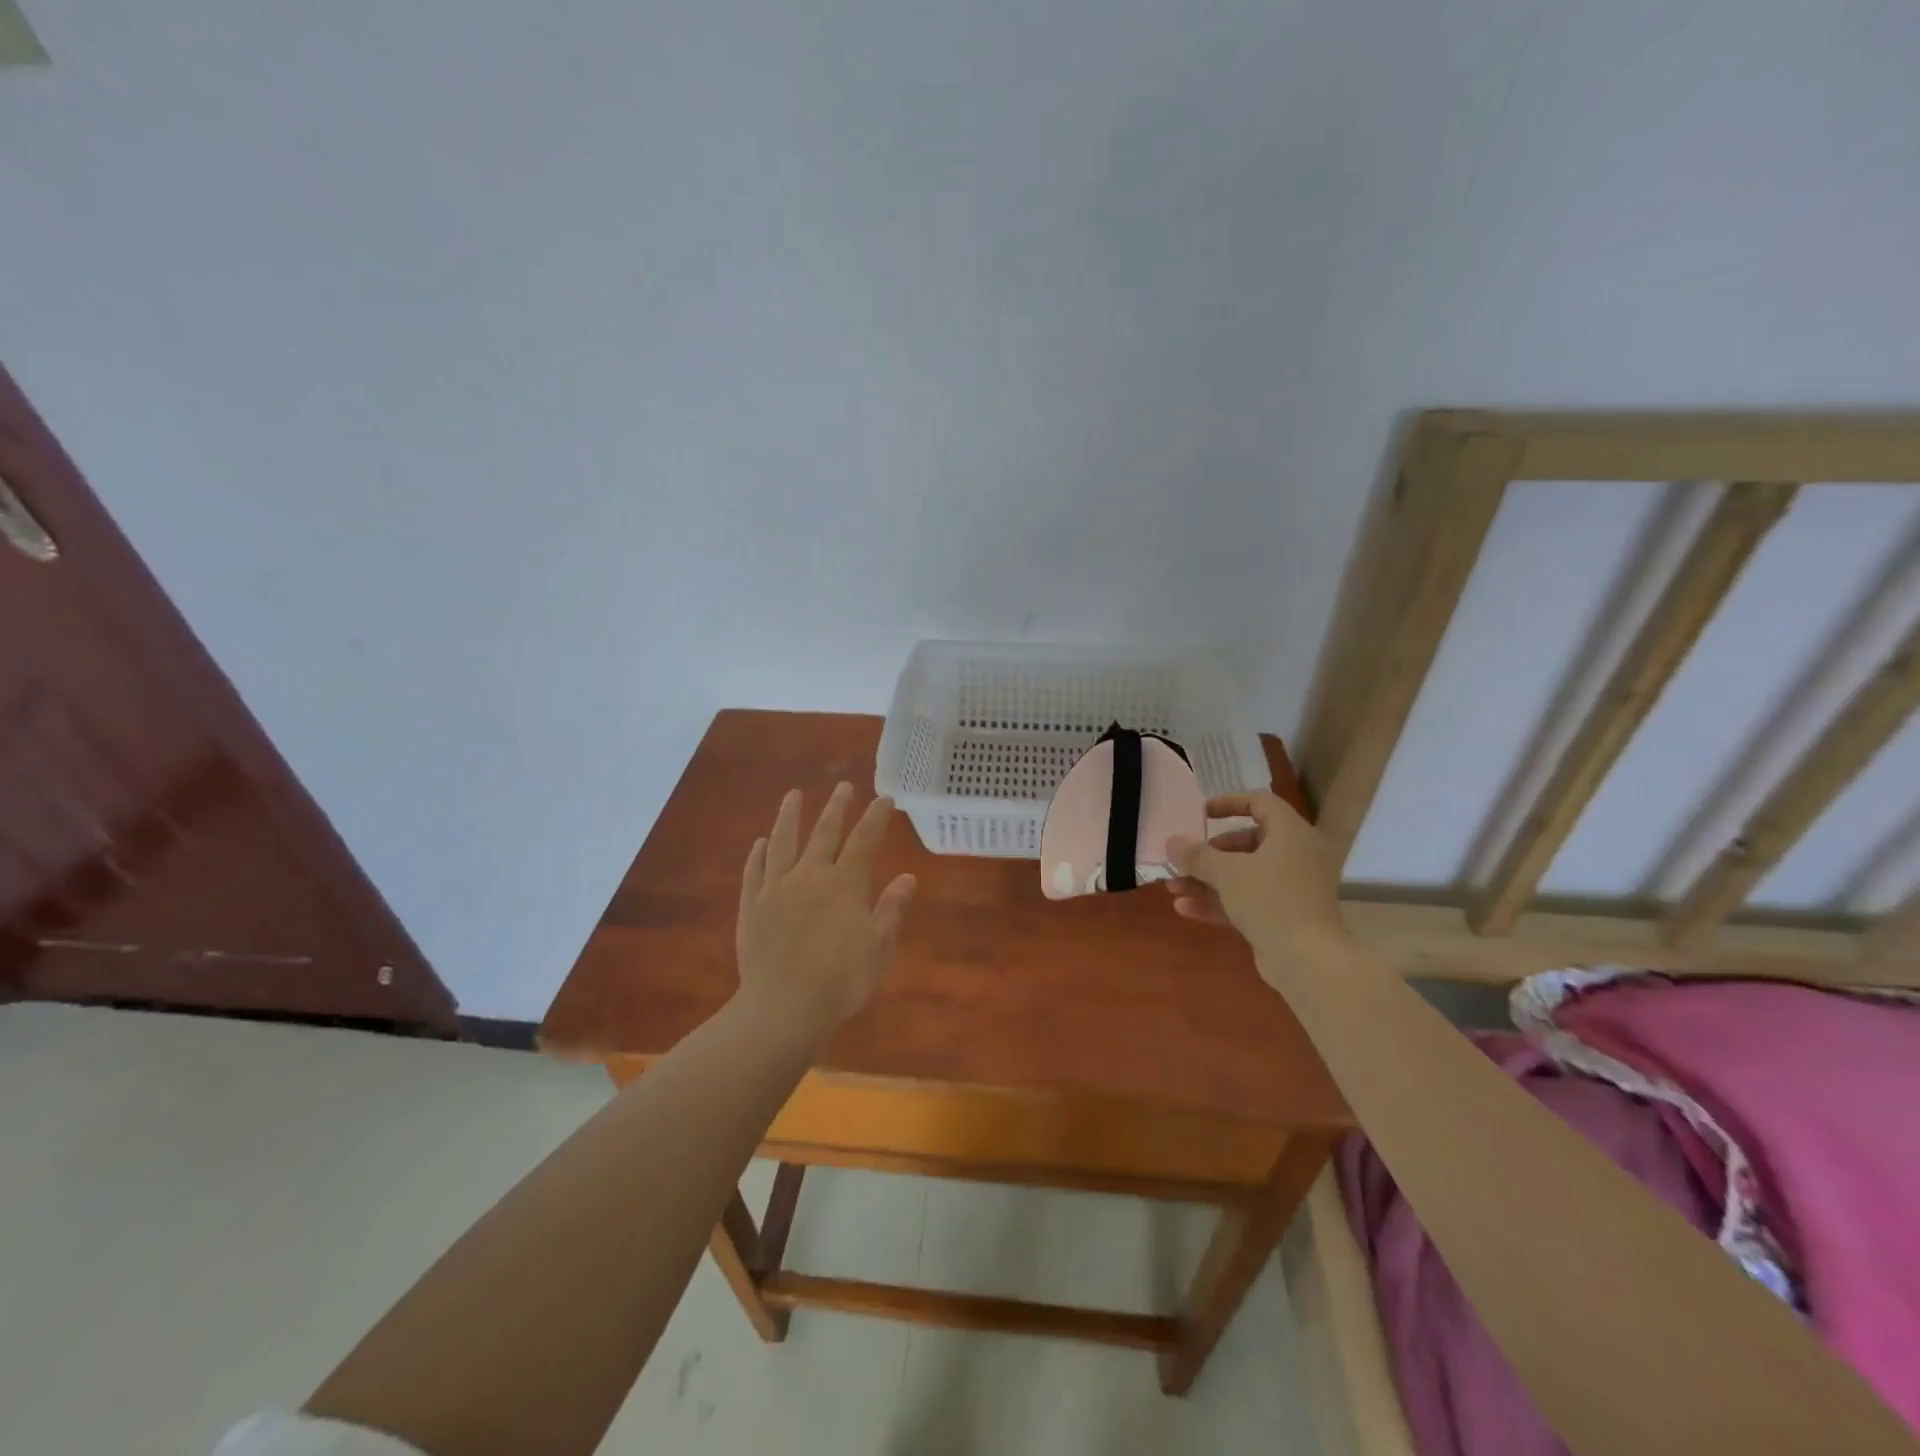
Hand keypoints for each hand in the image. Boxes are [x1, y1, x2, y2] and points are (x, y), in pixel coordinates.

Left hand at [735, 783, 916, 1035]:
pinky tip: (760, 843)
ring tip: (793, 796)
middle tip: (843, 786)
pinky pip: (755, 871)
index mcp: (845, 884)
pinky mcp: (751, 906)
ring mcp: (776, 888)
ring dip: (789, 816)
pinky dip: (758, 854)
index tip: (884, 799)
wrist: (783, 1008)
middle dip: (837, 807)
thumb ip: (891, 909)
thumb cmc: (841, 981)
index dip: (876, 818)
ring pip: (783, 842)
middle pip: (825, 833)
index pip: (865, 840)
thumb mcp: (878, 948)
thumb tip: (907, 877)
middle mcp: (810, 876)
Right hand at [1165, 791, 1349, 969]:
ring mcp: (1292, 889)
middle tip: (1186, 859)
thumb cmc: (1270, 900)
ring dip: (1207, 880)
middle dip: (1210, 853)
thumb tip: (1172, 841)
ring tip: (1173, 887)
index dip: (1229, 803)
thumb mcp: (1227, 872)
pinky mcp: (1285, 917)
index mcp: (1292, 834)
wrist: (1308, 961)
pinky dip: (1220, 902)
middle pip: (1248, 843)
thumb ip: (1197, 855)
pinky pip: (1249, 901)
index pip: (1261, 803)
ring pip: (1245, 876)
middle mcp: (1297, 857)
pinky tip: (1185, 908)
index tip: (1202, 814)